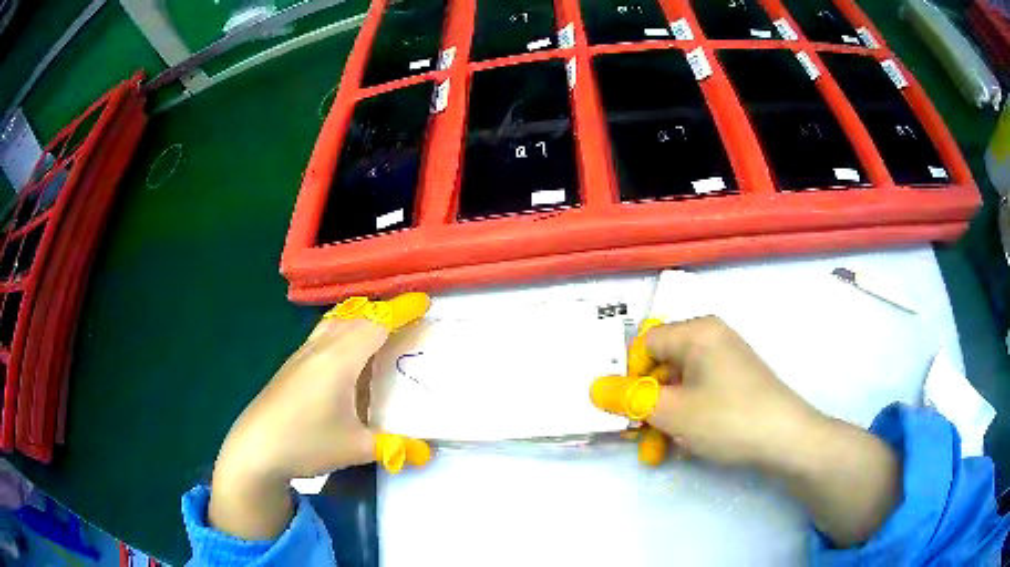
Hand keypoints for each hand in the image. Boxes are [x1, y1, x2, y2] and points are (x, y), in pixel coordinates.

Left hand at [209, 293, 428, 539]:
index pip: (376, 324)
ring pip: (335, 322)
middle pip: (356, 317)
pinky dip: (343, 329)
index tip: (424, 301)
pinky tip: (345, 352)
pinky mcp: (291, 366)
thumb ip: (394, 446)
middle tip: (410, 318)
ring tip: (380, 327)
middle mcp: (320, 349)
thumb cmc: (306, 443)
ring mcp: (302, 355)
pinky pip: (323, 333)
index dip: (401, 310)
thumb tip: (427, 451)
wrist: (254, 449)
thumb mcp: (355, 448)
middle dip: (384, 311)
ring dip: (360, 317)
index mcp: (340, 360)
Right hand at [641, 316, 822, 469]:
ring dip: (664, 418)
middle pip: (662, 366)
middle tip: (638, 437)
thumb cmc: (728, 418)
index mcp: (697, 331)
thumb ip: (629, 398)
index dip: (629, 377)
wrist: (787, 440)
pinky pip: (699, 394)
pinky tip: (685, 444)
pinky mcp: (736, 382)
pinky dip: (686, 417)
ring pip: (679, 386)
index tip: (626, 411)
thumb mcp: (672, 412)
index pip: (645, 344)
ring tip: (658, 450)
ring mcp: (726, 361)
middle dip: (647, 405)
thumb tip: (593, 388)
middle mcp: (711, 338)